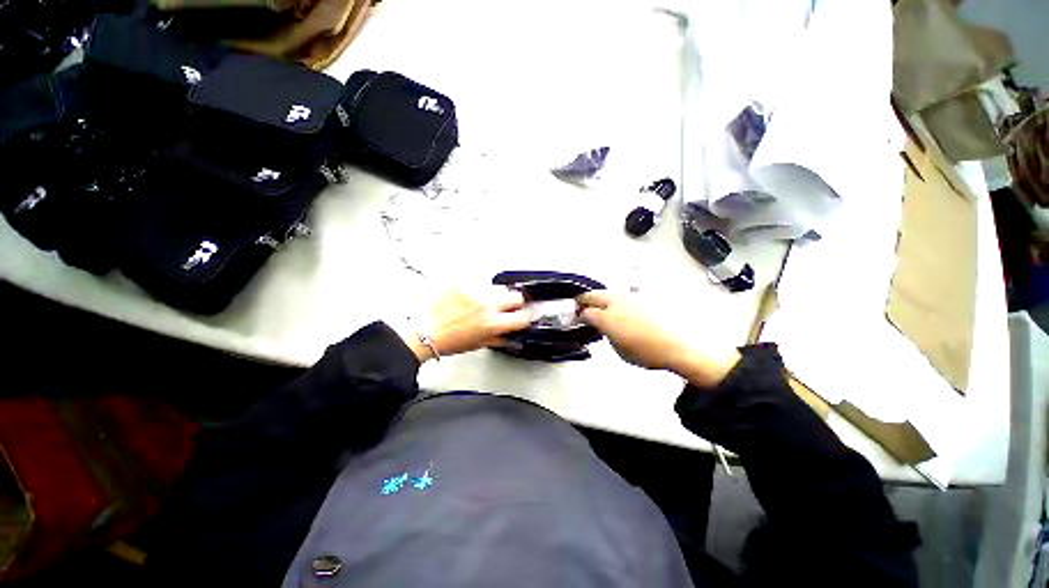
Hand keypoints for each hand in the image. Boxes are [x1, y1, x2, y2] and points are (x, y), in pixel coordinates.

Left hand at [399, 287, 531, 362]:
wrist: (422, 331)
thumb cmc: (448, 342)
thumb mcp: (477, 344)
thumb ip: (498, 338)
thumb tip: (511, 335)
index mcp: (493, 323)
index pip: (523, 317)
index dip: (529, 315)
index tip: (529, 312)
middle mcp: (487, 305)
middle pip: (515, 295)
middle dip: (515, 301)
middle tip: (507, 304)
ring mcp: (474, 290)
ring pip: (497, 286)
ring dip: (494, 294)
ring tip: (480, 300)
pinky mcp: (461, 281)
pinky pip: (476, 280)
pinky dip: (475, 287)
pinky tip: (466, 295)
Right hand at [577, 290, 739, 387]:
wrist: (682, 346)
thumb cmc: (648, 353)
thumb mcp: (621, 350)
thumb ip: (608, 335)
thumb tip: (605, 327)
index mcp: (607, 318)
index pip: (586, 312)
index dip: (580, 315)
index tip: (578, 317)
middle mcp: (616, 302)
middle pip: (594, 295)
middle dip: (585, 300)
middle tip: (582, 305)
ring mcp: (631, 296)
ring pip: (609, 292)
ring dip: (602, 298)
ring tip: (602, 306)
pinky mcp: (644, 295)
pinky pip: (625, 294)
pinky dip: (618, 299)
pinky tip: (623, 307)